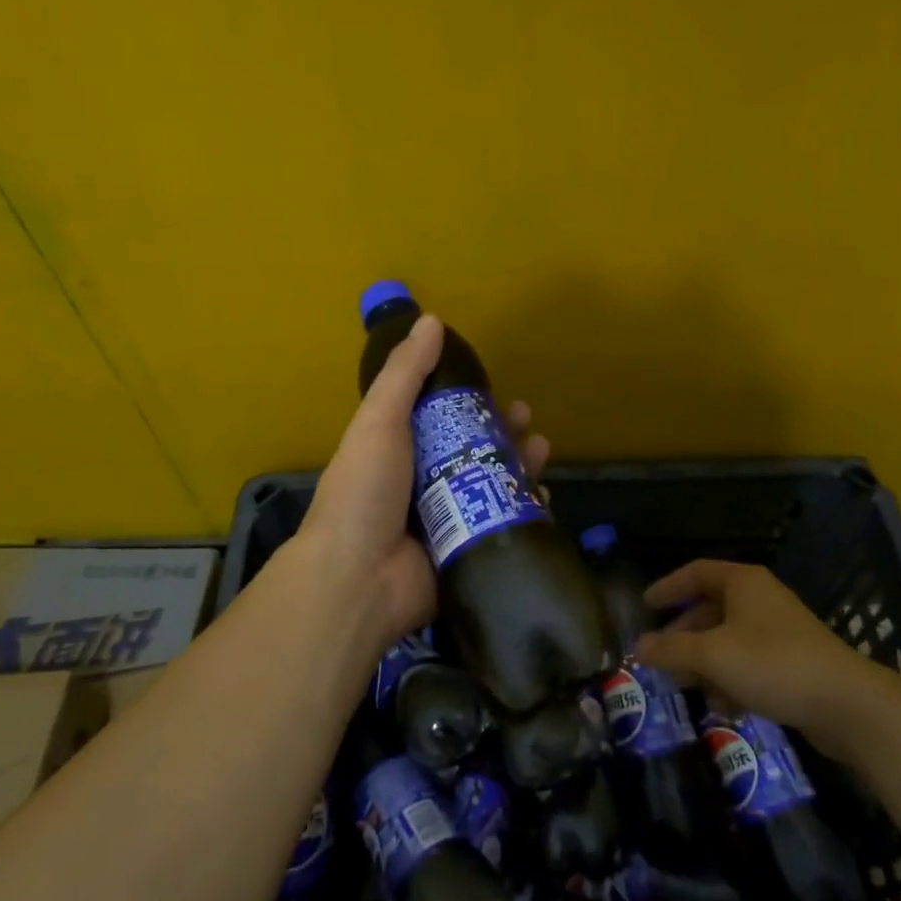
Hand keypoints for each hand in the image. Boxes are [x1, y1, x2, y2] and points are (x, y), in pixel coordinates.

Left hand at [288, 312, 551, 648]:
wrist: (357, 579)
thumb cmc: (364, 492)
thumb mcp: (379, 421)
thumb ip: (405, 373)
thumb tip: (432, 320)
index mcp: (398, 451)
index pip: (440, 419)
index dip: (470, 402)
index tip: (495, 390)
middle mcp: (422, 483)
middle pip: (472, 451)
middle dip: (503, 434)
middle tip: (528, 422)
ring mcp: (445, 520)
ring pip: (492, 486)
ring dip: (520, 467)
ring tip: (541, 452)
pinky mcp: (465, 550)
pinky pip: (501, 526)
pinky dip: (524, 512)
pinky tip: (543, 499)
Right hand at [634, 560, 891, 744]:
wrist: (847, 704)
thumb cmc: (773, 664)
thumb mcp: (713, 656)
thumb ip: (672, 649)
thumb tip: (638, 647)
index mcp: (743, 583)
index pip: (696, 573)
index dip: (668, 587)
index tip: (646, 606)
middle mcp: (760, 599)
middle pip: (711, 609)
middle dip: (685, 636)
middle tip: (661, 658)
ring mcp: (779, 631)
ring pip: (729, 641)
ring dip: (706, 664)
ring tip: (688, 689)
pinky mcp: (793, 662)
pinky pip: (750, 663)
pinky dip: (732, 680)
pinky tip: (725, 708)